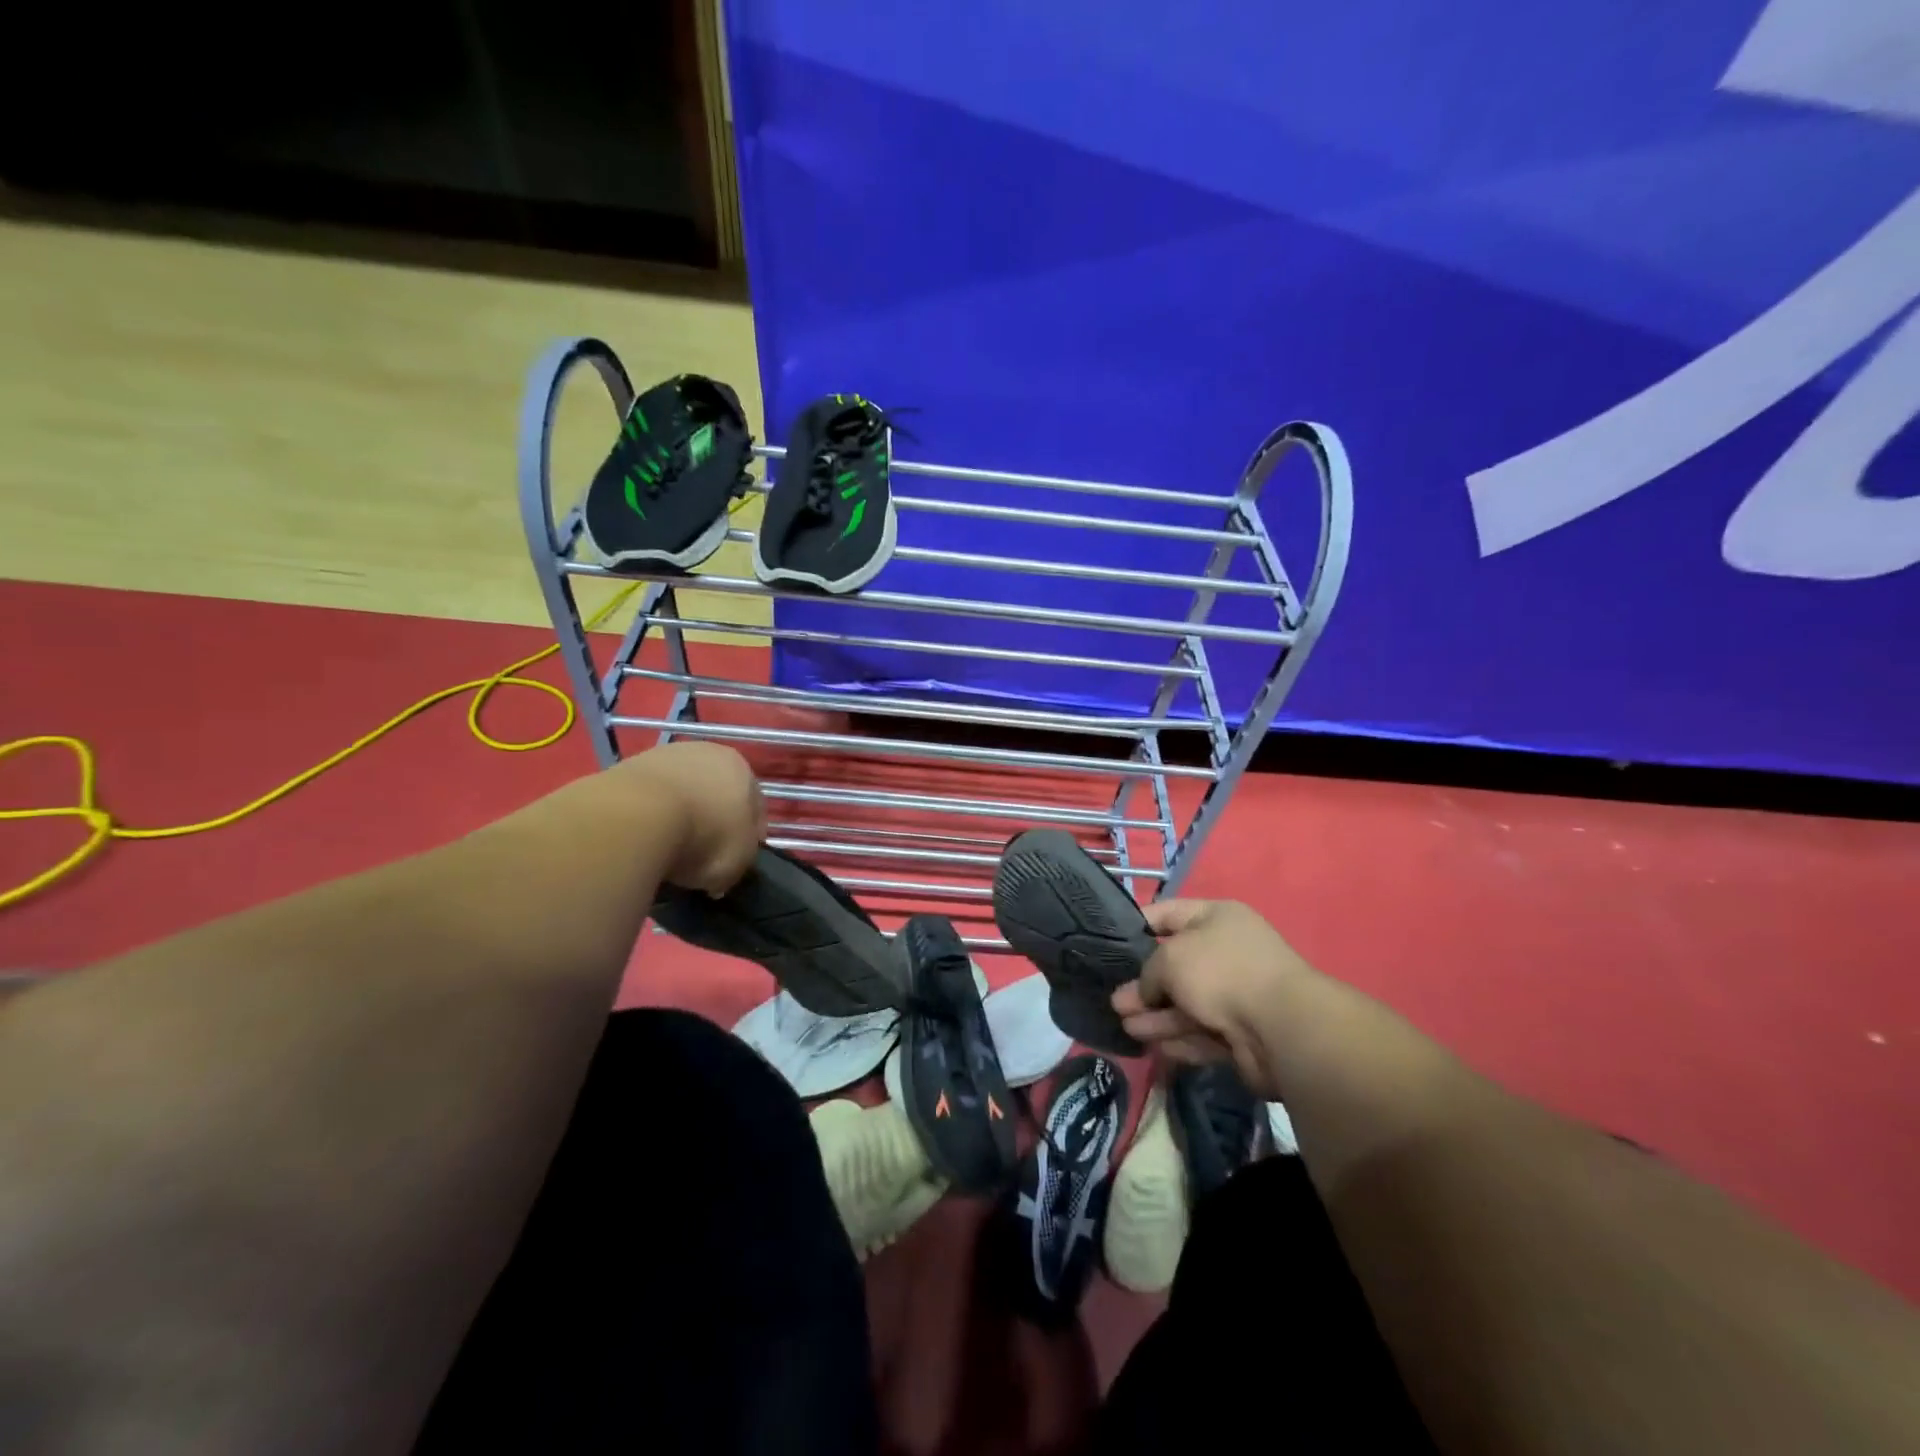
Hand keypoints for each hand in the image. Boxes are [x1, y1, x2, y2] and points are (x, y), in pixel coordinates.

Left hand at [626, 742, 764, 894]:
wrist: (636, 818)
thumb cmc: (704, 836)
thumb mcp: (739, 861)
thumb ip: (739, 860)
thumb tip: (722, 871)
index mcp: (743, 769)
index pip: (754, 807)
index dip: (748, 837)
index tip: (735, 862)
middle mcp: (707, 753)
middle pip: (716, 794)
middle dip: (712, 821)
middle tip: (702, 856)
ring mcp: (665, 756)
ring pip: (681, 793)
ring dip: (679, 817)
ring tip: (667, 850)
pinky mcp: (628, 766)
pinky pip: (649, 798)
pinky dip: (650, 817)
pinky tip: (643, 839)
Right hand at [1111, 899, 1312, 1097]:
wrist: (1281, 1028)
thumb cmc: (1221, 972)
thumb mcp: (1170, 958)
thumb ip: (1148, 973)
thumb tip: (1146, 993)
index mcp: (1217, 918)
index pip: (1168, 913)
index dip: (1137, 926)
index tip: (1109, 943)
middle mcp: (1227, 952)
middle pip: (1175, 966)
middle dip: (1144, 985)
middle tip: (1115, 1001)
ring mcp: (1236, 994)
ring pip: (1186, 1004)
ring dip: (1155, 1016)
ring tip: (1125, 1027)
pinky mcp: (1241, 1034)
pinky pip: (1201, 1033)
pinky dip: (1177, 1039)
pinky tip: (1152, 1046)